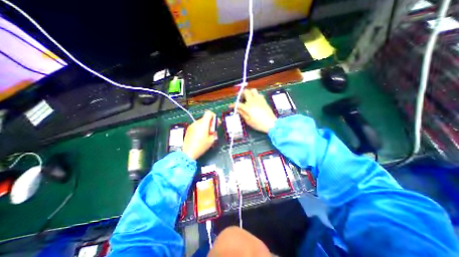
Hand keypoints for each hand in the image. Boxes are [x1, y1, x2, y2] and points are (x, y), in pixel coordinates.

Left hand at [183, 110, 217, 159]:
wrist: (189, 152)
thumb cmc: (201, 146)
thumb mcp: (212, 140)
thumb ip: (214, 132)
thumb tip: (214, 128)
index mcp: (203, 124)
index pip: (209, 113)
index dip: (213, 116)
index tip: (215, 122)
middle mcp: (197, 123)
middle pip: (205, 118)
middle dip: (210, 122)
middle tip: (212, 130)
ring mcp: (192, 126)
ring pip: (201, 122)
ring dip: (205, 125)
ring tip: (206, 134)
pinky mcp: (189, 129)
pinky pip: (196, 125)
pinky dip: (200, 128)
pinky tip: (200, 136)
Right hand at [230, 88, 275, 132]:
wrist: (271, 123)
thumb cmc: (258, 124)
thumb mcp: (248, 121)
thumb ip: (242, 113)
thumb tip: (237, 109)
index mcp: (247, 107)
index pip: (238, 104)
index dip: (233, 105)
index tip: (231, 106)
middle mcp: (252, 101)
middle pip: (245, 92)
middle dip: (241, 94)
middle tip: (240, 98)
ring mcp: (259, 99)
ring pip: (253, 90)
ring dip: (249, 93)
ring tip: (248, 98)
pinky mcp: (263, 100)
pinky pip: (259, 94)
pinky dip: (255, 95)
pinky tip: (255, 101)